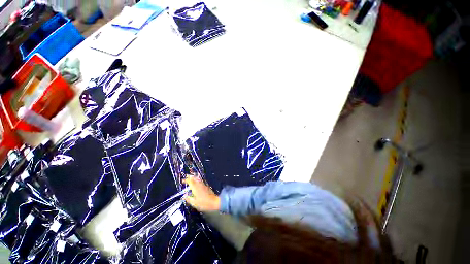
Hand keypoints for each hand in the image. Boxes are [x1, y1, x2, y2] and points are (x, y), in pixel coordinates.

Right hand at [183, 175, 219, 211]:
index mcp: (195, 188)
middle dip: (190, 177)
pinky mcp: (207, 186)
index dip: (186, 180)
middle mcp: (199, 185)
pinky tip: (197, 182)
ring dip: (194, 177)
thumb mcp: (194, 203)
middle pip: (194, 179)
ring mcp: (204, 185)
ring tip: (191, 177)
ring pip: (198, 179)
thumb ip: (189, 199)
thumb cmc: (204, 203)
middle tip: (186, 176)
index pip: (190, 182)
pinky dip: (197, 180)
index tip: (183, 180)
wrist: (214, 202)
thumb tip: (185, 197)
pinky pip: (200, 181)